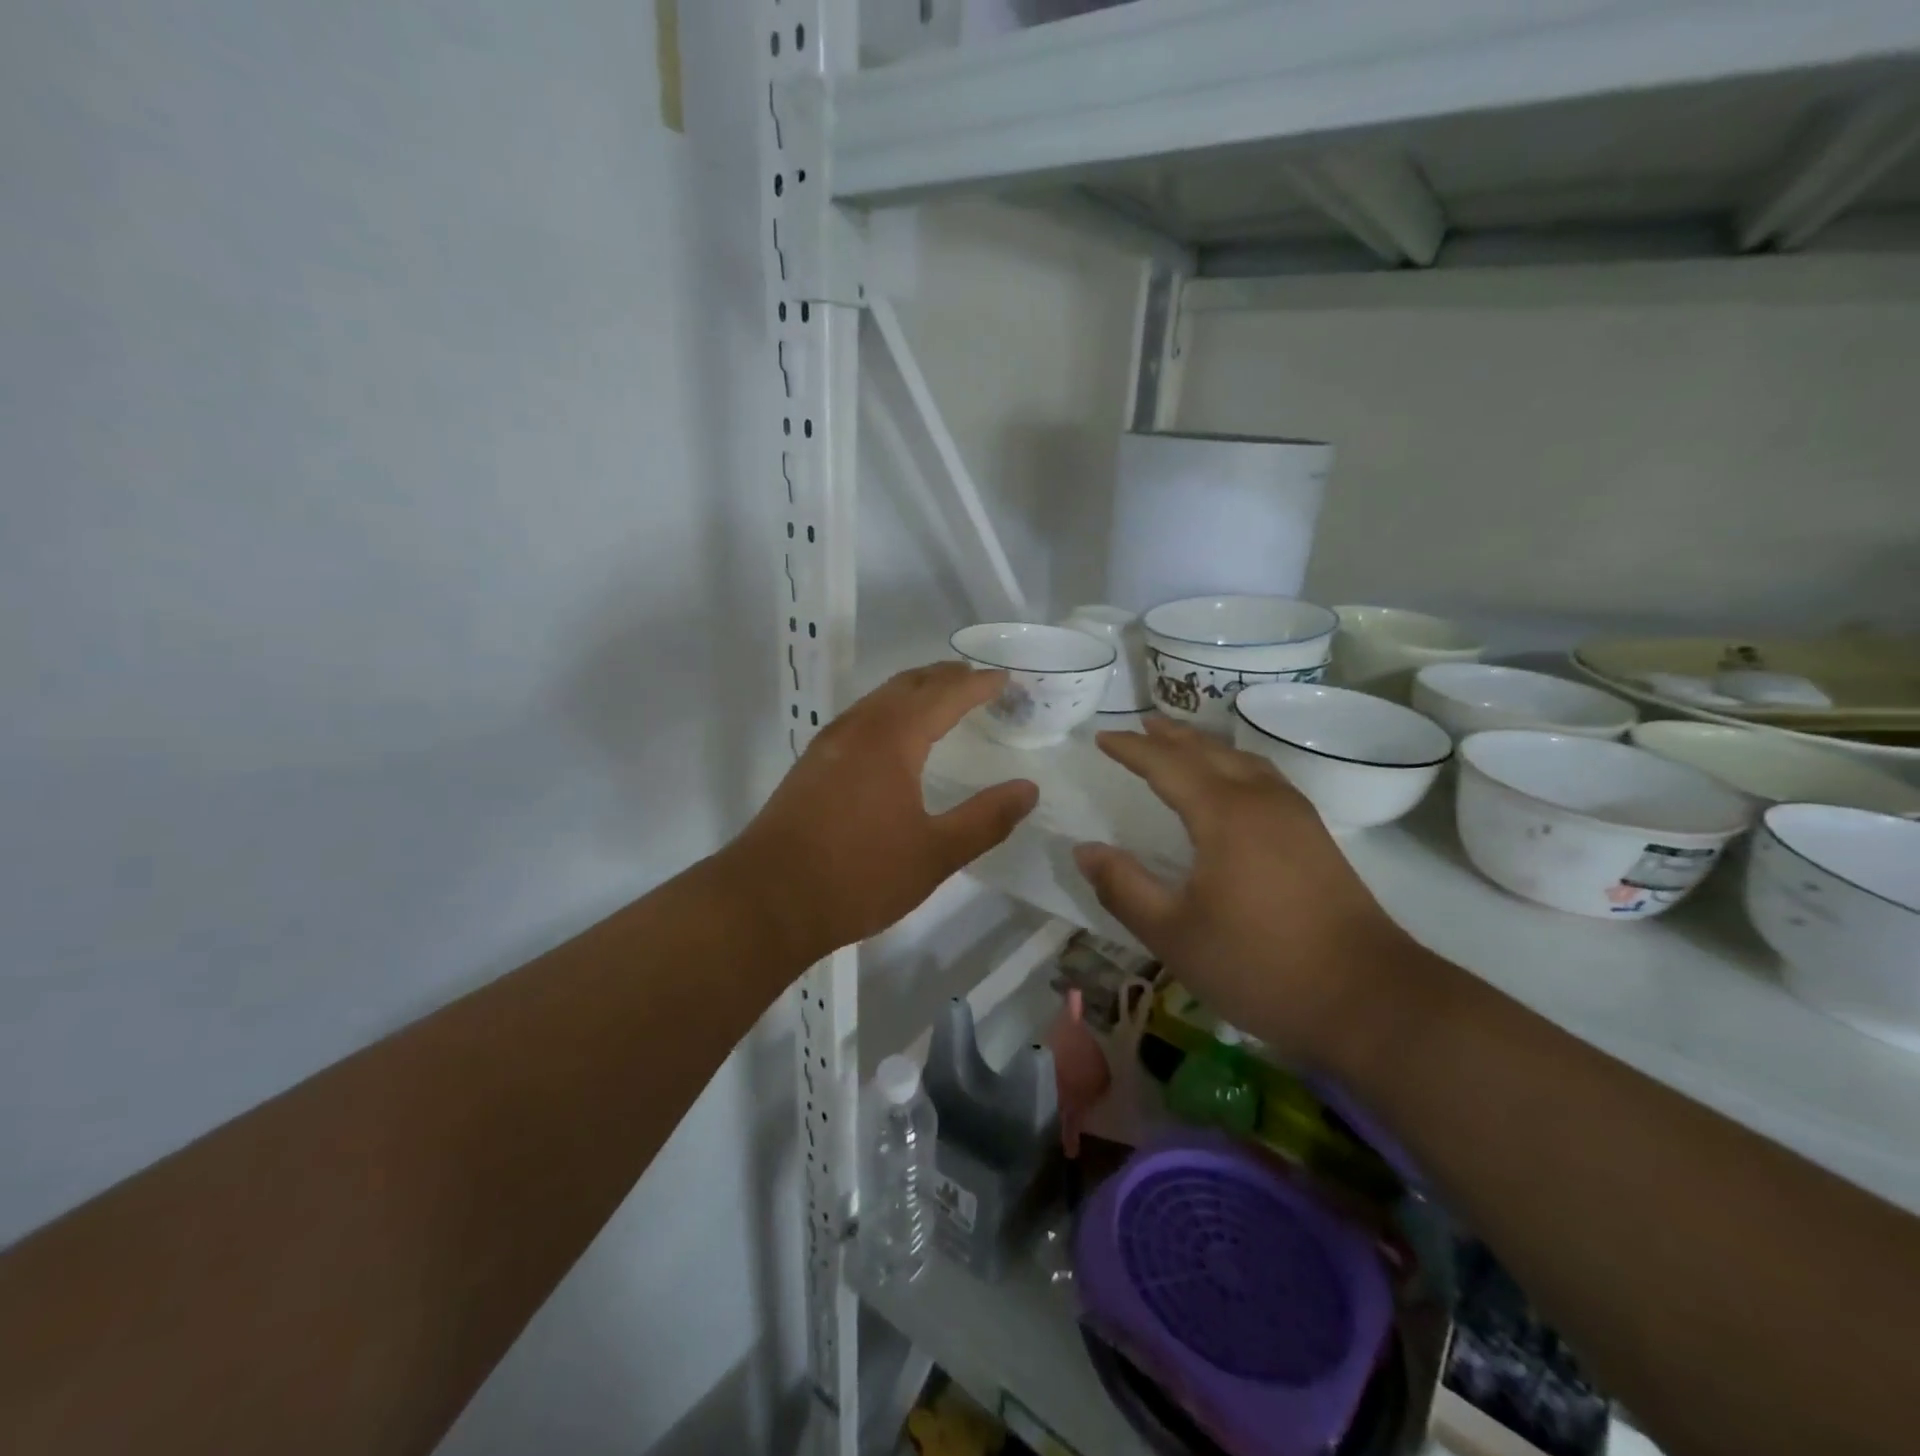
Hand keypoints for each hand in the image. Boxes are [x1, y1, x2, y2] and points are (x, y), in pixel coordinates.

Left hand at [728, 663, 1038, 962]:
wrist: (768, 900)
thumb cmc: (859, 876)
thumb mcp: (935, 854)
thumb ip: (985, 819)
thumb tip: (1028, 789)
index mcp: (892, 739)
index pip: (944, 696)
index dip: (977, 684)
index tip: (1005, 678)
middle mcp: (859, 728)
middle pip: (907, 685)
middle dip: (945, 676)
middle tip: (976, 679)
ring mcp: (829, 744)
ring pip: (878, 698)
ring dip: (913, 690)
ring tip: (940, 698)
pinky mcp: (811, 764)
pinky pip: (860, 717)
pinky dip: (888, 710)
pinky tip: (892, 735)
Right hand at [1073, 718, 1413, 1072]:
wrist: (1369, 998)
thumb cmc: (1260, 965)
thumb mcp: (1174, 934)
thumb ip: (1123, 888)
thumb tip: (1085, 851)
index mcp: (1224, 814)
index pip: (1166, 765)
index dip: (1131, 749)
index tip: (1101, 737)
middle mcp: (1261, 800)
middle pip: (1208, 751)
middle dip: (1170, 736)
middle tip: (1140, 724)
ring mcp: (1295, 815)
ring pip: (1242, 760)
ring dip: (1205, 745)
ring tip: (1181, 742)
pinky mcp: (1315, 836)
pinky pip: (1264, 777)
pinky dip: (1235, 764)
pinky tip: (1235, 782)